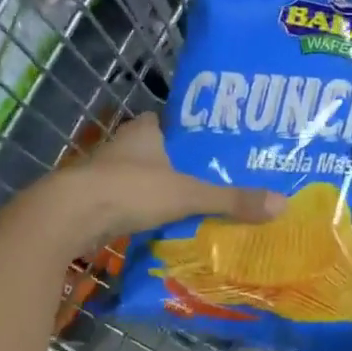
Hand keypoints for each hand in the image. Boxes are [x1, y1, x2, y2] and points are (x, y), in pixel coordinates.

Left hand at [45, 114, 285, 252]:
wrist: (68, 216)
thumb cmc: (130, 190)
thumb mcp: (188, 194)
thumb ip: (231, 199)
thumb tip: (282, 204)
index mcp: (146, 130)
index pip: (178, 124)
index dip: (199, 135)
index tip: (223, 149)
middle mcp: (125, 146)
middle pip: (163, 153)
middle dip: (187, 167)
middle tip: (221, 181)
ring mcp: (108, 173)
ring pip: (146, 179)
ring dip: (166, 191)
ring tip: (202, 206)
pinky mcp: (97, 200)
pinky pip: (133, 203)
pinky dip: (149, 213)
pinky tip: (169, 226)